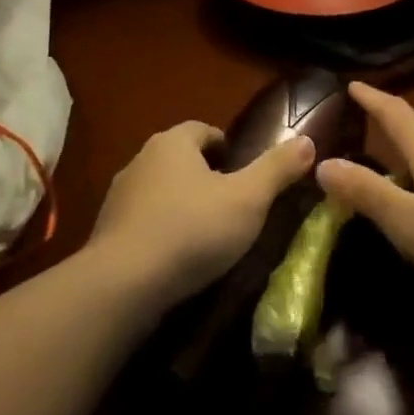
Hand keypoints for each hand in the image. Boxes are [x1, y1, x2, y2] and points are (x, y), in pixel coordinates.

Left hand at [88, 122, 314, 309]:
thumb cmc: (192, 230)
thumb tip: (308, 141)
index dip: (226, 147)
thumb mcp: (247, 200)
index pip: (203, 130)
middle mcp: (141, 159)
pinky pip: (141, 221)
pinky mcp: (106, 231)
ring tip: (204, 234)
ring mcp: (119, 196)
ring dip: (179, 204)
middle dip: (203, 175)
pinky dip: (159, 231)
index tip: (243, 172)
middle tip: (230, 204)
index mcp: (173, 143)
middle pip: (179, 158)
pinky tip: (174, 258)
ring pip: (158, 190)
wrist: (122, 284)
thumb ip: (277, 169)